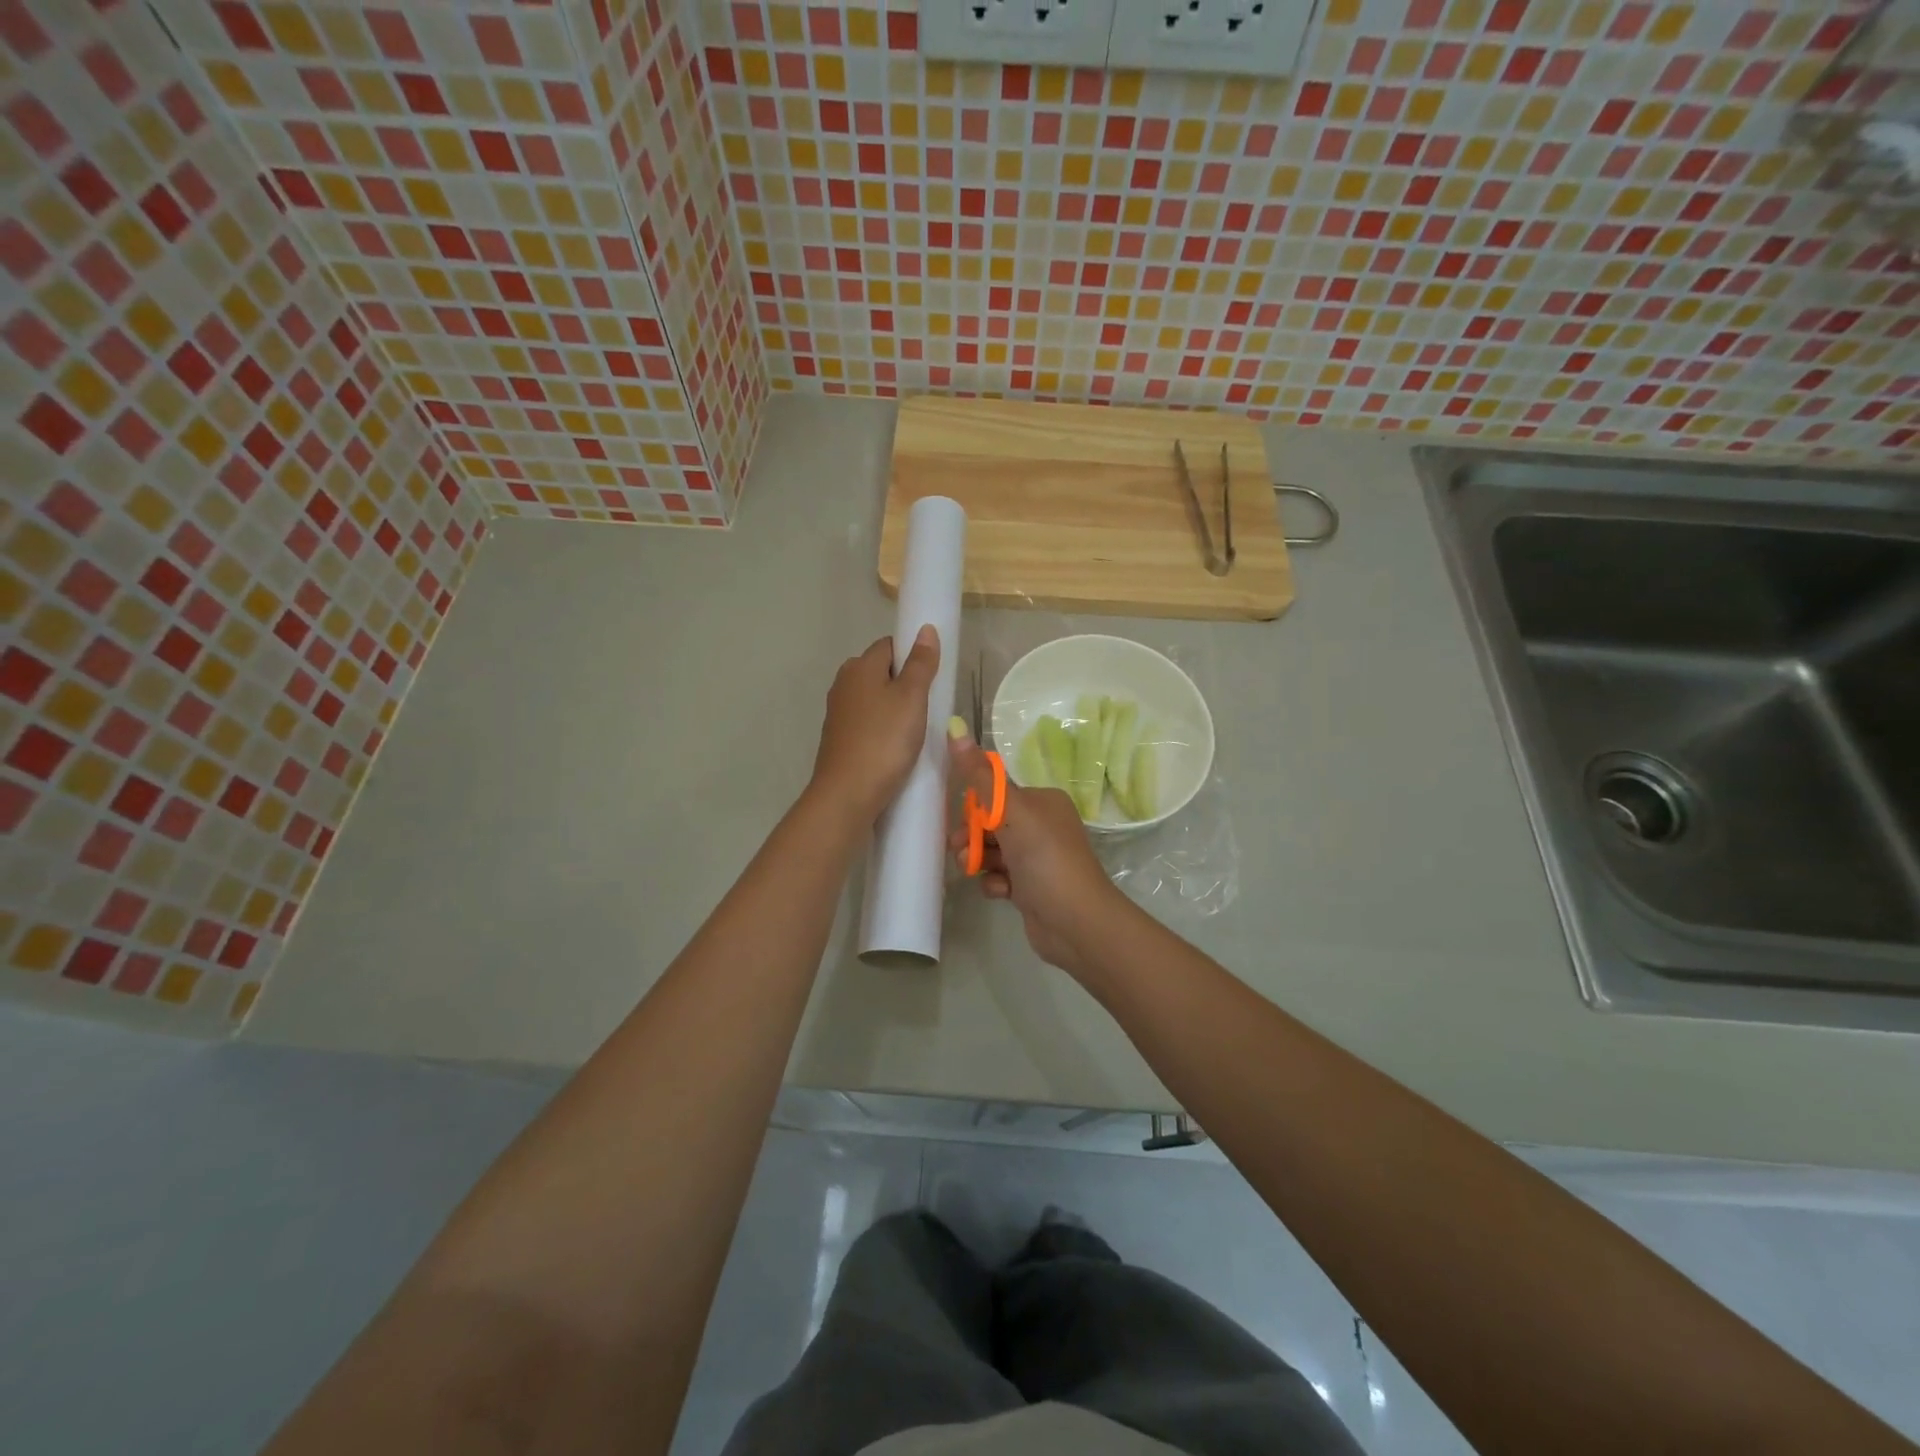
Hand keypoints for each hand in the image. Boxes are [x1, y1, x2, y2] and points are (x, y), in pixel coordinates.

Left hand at [810, 626, 940, 823]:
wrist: (847, 794)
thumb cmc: (884, 740)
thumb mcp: (911, 698)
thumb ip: (921, 663)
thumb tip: (925, 629)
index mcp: (859, 666)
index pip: (890, 645)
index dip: (913, 655)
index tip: (933, 677)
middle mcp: (844, 683)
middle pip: (881, 671)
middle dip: (905, 683)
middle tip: (930, 705)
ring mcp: (839, 712)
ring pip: (875, 698)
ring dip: (895, 708)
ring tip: (917, 729)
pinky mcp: (839, 738)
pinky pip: (868, 722)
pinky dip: (883, 728)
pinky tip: (897, 746)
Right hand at [946, 728, 1132, 979]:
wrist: (1077, 923)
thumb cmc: (1046, 859)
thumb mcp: (1011, 812)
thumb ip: (980, 776)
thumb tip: (955, 727)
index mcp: (1043, 802)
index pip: (997, 794)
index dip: (974, 808)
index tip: (960, 823)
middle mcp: (1043, 826)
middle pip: (992, 824)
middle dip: (973, 837)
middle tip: (960, 851)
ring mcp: (1038, 859)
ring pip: (994, 852)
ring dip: (980, 861)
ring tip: (974, 872)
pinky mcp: (1032, 888)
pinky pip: (1002, 877)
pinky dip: (996, 883)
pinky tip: (1000, 893)